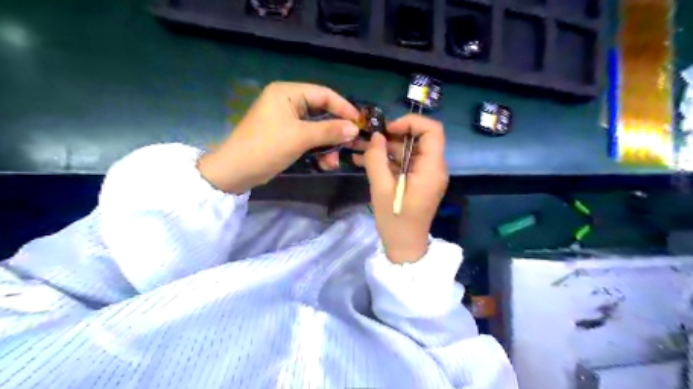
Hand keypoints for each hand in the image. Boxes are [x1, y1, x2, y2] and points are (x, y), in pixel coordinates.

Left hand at [197, 80, 360, 192]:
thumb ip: (329, 131)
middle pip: (321, 112)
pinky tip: (324, 164)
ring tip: (333, 161)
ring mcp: (286, 120)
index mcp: (287, 93)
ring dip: (327, 145)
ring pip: (316, 128)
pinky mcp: (285, 135)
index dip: (343, 107)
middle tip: (350, 144)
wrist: (236, 171)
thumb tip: (354, 128)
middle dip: (336, 131)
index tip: (359, 122)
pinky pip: (308, 138)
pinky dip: (317, 150)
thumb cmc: (267, 147)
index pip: (323, 94)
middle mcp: (287, 102)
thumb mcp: (300, 137)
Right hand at [354, 114, 446, 262]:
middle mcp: (434, 168)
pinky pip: (405, 163)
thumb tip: (376, 136)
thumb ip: (377, 159)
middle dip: (392, 134)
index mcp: (431, 168)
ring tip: (359, 148)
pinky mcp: (418, 181)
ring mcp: (426, 175)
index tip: (388, 129)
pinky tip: (364, 160)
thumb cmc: (395, 220)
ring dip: (385, 147)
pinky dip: (387, 160)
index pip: (432, 130)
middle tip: (368, 138)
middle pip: (419, 138)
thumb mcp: (381, 189)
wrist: (405, 247)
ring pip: (409, 150)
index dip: (411, 122)